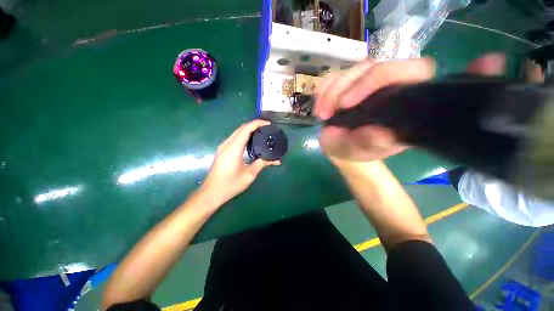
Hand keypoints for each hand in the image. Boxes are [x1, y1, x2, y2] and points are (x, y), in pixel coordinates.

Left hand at [201, 120, 280, 204]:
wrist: (211, 193)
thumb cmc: (230, 185)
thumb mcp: (249, 175)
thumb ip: (262, 164)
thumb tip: (276, 160)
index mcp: (233, 149)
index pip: (246, 129)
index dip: (258, 124)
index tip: (269, 124)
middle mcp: (227, 144)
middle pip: (241, 128)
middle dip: (255, 125)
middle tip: (267, 128)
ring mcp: (223, 147)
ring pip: (237, 132)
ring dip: (249, 130)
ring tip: (262, 133)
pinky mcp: (222, 150)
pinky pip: (235, 138)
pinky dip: (244, 135)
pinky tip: (252, 141)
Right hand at [314, 53, 505, 161]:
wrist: (341, 147)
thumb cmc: (356, 151)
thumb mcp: (365, 150)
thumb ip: (373, 144)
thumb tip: (383, 134)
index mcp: (407, 102)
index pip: (414, 71)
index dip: (392, 75)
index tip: (360, 98)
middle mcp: (389, 86)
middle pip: (376, 65)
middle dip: (351, 86)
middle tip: (335, 110)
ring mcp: (365, 83)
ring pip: (352, 69)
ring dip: (333, 91)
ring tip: (323, 114)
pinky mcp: (347, 84)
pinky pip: (334, 77)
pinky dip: (324, 90)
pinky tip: (321, 108)